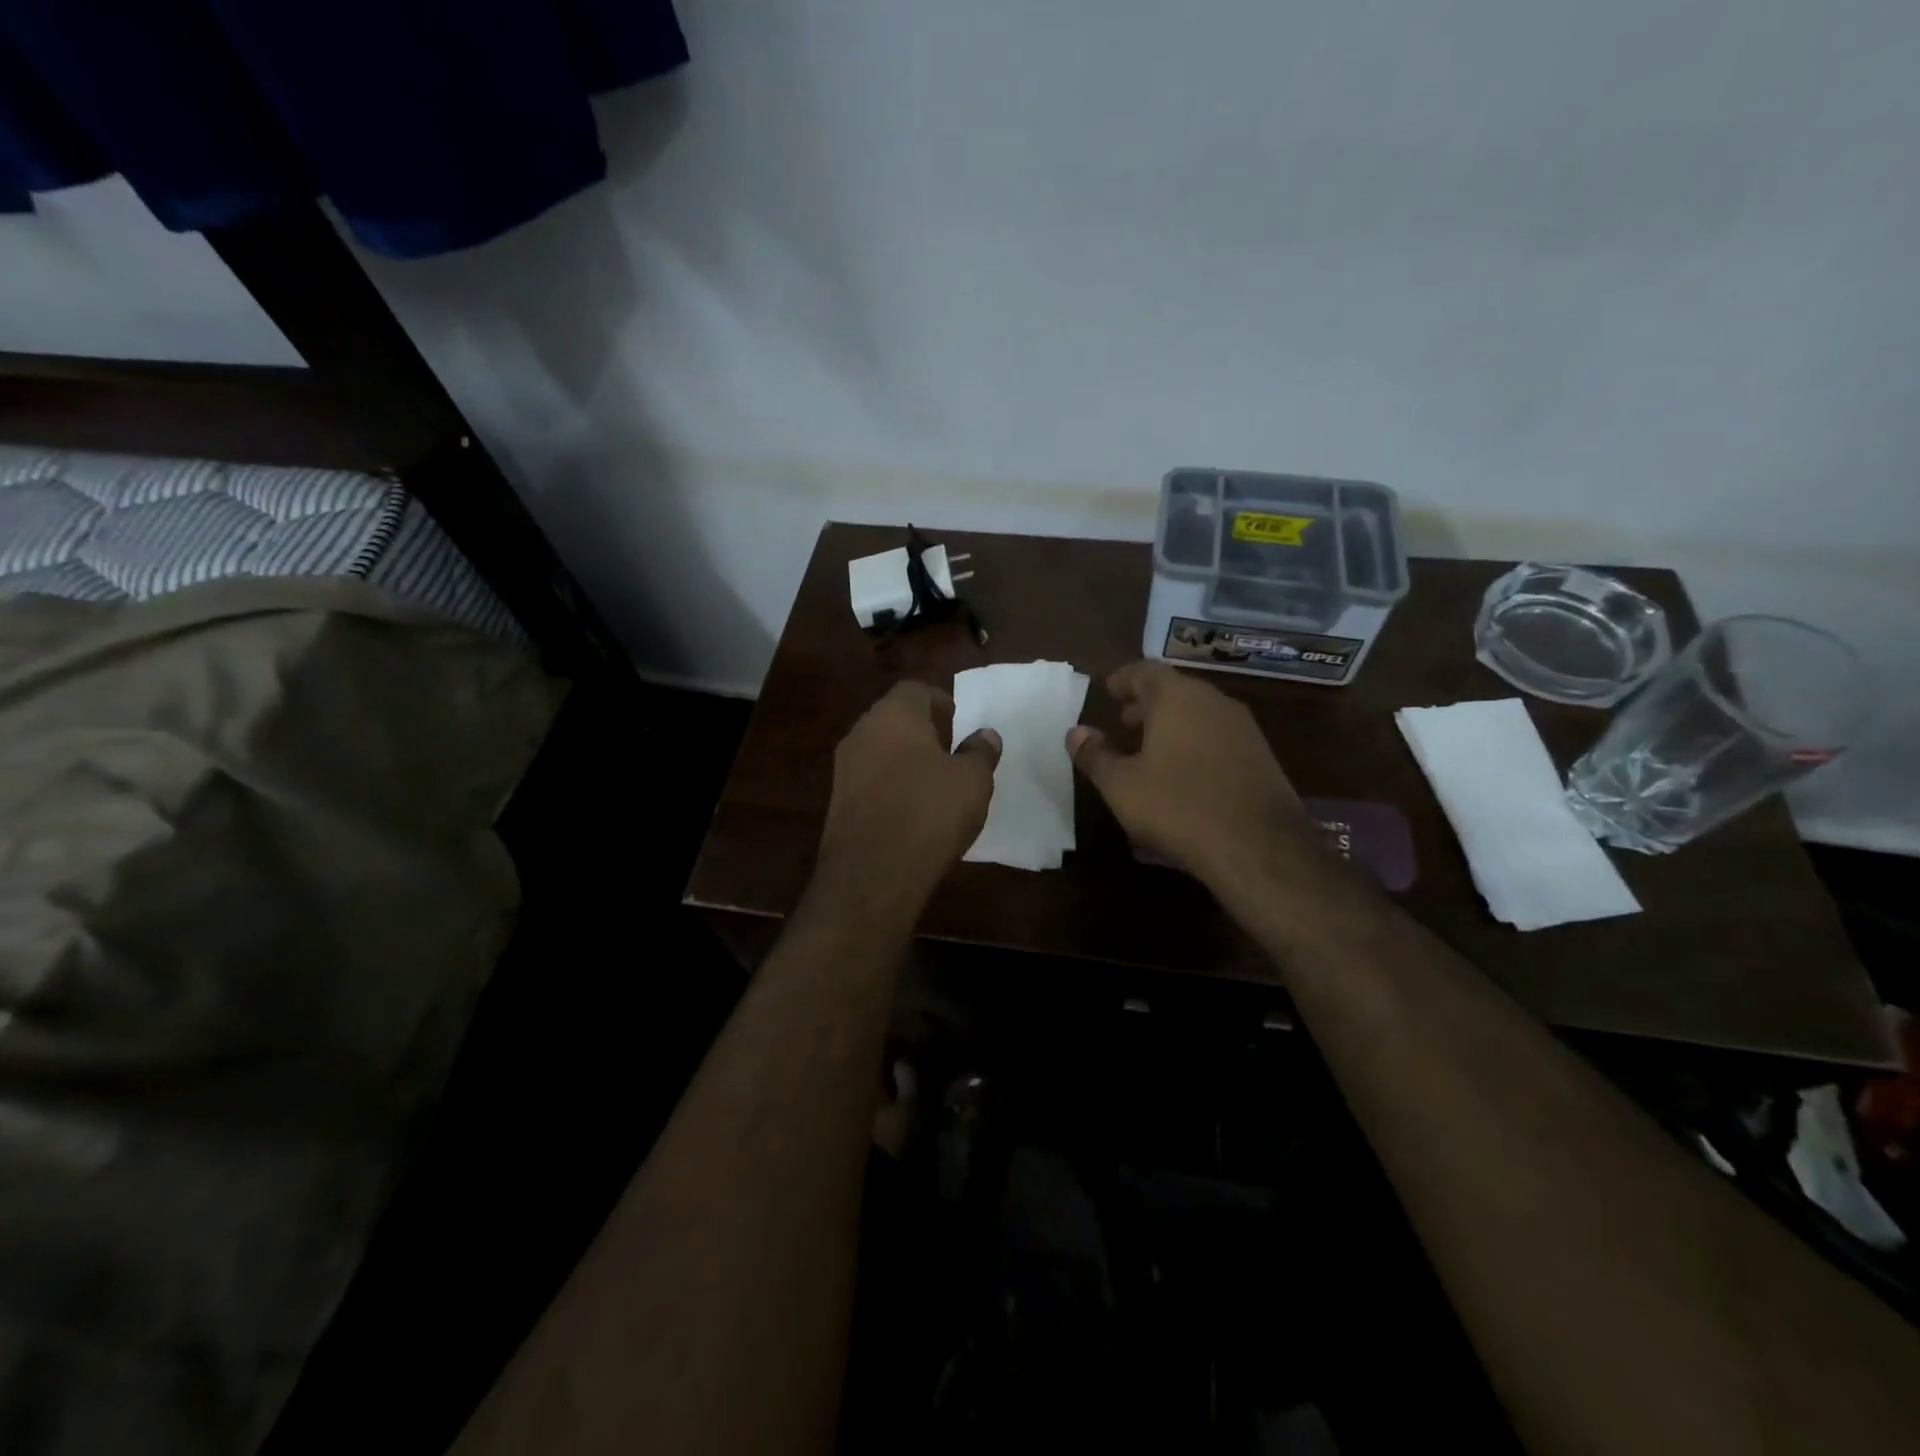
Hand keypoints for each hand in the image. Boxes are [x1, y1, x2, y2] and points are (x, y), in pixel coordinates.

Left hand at [817, 680, 1000, 905]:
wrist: (873, 873)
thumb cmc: (930, 812)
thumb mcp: (972, 780)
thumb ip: (980, 752)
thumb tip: (984, 735)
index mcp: (894, 714)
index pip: (915, 690)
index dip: (940, 702)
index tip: (958, 723)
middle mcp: (862, 732)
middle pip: (894, 717)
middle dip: (922, 730)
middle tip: (950, 751)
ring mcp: (844, 767)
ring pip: (879, 748)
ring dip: (905, 758)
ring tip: (934, 783)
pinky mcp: (838, 801)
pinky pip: (870, 779)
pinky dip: (890, 784)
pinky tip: (911, 810)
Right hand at [1068, 661, 1318, 893]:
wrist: (1259, 847)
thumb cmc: (1177, 806)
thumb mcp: (1121, 785)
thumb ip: (1095, 755)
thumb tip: (1076, 732)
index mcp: (1178, 697)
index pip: (1145, 670)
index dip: (1123, 679)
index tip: (1107, 693)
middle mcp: (1214, 702)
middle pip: (1174, 692)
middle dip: (1145, 707)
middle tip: (1123, 726)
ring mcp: (1243, 730)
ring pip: (1198, 717)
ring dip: (1170, 729)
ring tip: (1148, 756)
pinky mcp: (1261, 758)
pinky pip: (1216, 741)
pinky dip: (1193, 748)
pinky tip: (1181, 781)